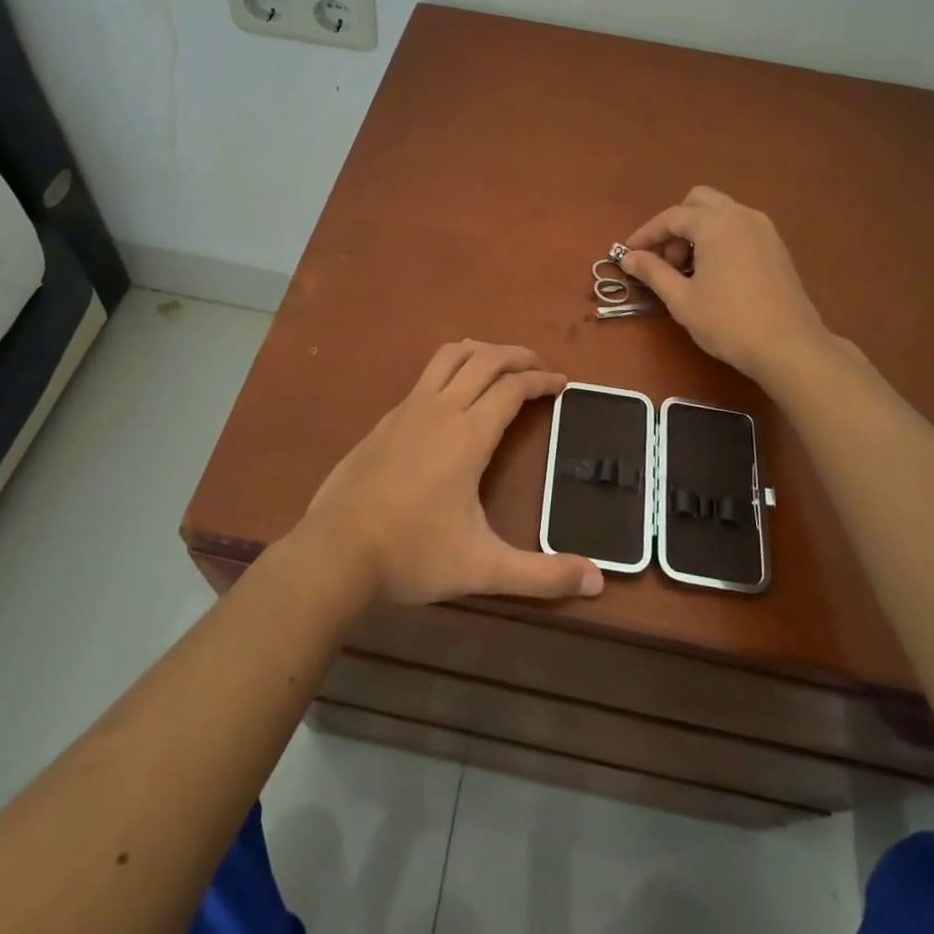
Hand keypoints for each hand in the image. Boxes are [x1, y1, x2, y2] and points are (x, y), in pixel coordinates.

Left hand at [302, 341, 604, 605]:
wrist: (335, 551)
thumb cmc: (413, 554)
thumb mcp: (483, 568)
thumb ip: (541, 575)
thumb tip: (598, 582)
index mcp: (469, 434)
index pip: (513, 387)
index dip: (542, 380)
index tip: (562, 383)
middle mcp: (441, 409)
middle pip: (485, 358)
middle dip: (517, 355)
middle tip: (540, 367)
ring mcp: (408, 409)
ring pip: (450, 356)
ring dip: (481, 351)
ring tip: (501, 365)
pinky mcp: (386, 419)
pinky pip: (427, 375)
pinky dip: (451, 368)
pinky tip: (453, 396)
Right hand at [621, 186, 843, 381]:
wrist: (789, 347)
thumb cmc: (728, 322)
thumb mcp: (681, 299)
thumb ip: (653, 272)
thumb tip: (629, 257)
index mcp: (716, 224)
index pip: (671, 217)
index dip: (646, 234)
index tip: (628, 253)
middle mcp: (741, 216)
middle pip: (699, 201)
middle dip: (676, 224)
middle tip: (665, 258)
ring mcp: (764, 229)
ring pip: (722, 212)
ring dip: (698, 229)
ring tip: (688, 268)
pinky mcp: (777, 247)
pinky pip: (739, 227)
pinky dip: (720, 237)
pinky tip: (714, 272)